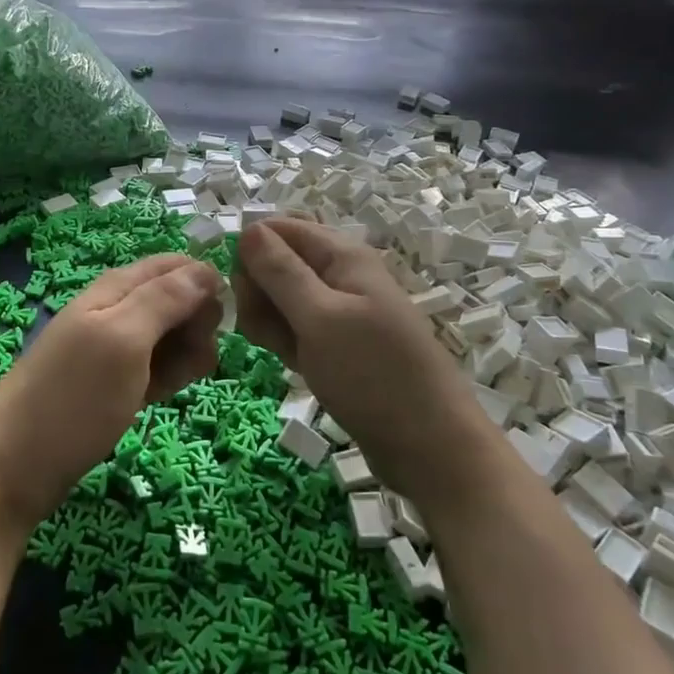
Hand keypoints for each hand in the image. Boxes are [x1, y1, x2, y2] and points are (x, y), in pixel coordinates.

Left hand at [0, 256, 221, 533]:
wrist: (14, 466)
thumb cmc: (72, 397)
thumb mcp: (123, 339)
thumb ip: (165, 299)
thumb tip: (208, 269)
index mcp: (117, 287)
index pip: (176, 265)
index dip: (204, 284)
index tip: (221, 320)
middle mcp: (118, 309)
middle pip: (179, 299)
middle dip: (198, 324)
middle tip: (193, 358)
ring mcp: (117, 348)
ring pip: (173, 336)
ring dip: (186, 355)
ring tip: (172, 385)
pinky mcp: (118, 383)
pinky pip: (159, 367)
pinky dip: (169, 378)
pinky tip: (161, 397)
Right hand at [234, 219, 493, 509]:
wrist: (430, 447)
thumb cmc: (374, 375)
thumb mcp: (320, 318)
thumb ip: (281, 272)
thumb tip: (248, 227)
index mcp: (343, 256)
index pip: (279, 229)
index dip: (253, 253)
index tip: (242, 292)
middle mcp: (341, 275)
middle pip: (278, 263)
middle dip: (258, 292)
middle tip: (263, 330)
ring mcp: (339, 312)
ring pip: (282, 299)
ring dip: (269, 321)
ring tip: (283, 353)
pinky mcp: (337, 344)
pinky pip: (296, 329)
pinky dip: (285, 342)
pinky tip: (291, 364)